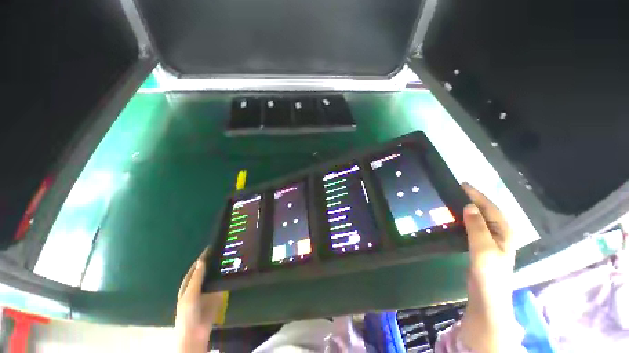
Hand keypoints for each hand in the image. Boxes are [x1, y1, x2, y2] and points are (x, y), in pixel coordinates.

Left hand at [176, 248, 226, 352]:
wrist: (195, 332)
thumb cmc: (188, 313)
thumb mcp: (190, 294)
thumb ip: (197, 278)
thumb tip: (202, 260)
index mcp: (189, 284)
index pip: (196, 267)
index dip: (203, 257)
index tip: (212, 247)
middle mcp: (199, 284)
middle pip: (206, 270)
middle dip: (213, 261)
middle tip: (224, 250)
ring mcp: (208, 289)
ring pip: (214, 275)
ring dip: (220, 267)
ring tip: (230, 256)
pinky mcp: (217, 295)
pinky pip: (221, 283)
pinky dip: (226, 276)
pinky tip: (232, 270)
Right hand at [459, 183, 517, 352]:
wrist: (487, 296)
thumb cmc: (489, 273)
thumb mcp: (483, 248)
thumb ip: (477, 226)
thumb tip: (469, 205)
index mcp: (504, 231)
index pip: (490, 207)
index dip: (477, 195)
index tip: (462, 184)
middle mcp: (500, 233)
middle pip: (487, 211)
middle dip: (474, 198)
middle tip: (456, 189)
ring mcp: (491, 240)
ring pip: (480, 218)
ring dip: (469, 207)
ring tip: (455, 199)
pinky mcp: (482, 245)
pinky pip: (474, 226)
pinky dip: (466, 218)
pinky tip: (458, 217)